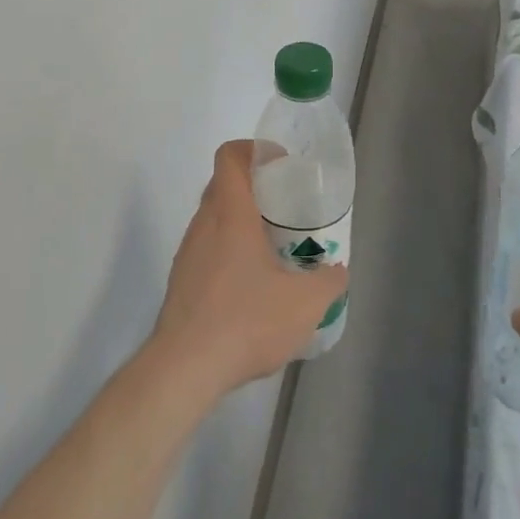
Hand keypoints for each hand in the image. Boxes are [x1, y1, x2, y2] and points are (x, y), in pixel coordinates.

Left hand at [150, 140, 348, 398]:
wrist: (184, 368)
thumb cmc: (246, 320)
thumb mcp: (304, 303)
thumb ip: (328, 282)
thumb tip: (338, 271)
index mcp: (230, 214)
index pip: (229, 157)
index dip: (253, 149)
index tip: (279, 164)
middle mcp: (203, 225)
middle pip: (223, 186)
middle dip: (254, 187)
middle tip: (285, 207)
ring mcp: (187, 254)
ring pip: (214, 220)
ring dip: (240, 222)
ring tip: (273, 248)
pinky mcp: (181, 282)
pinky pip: (207, 250)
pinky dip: (229, 253)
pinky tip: (251, 287)